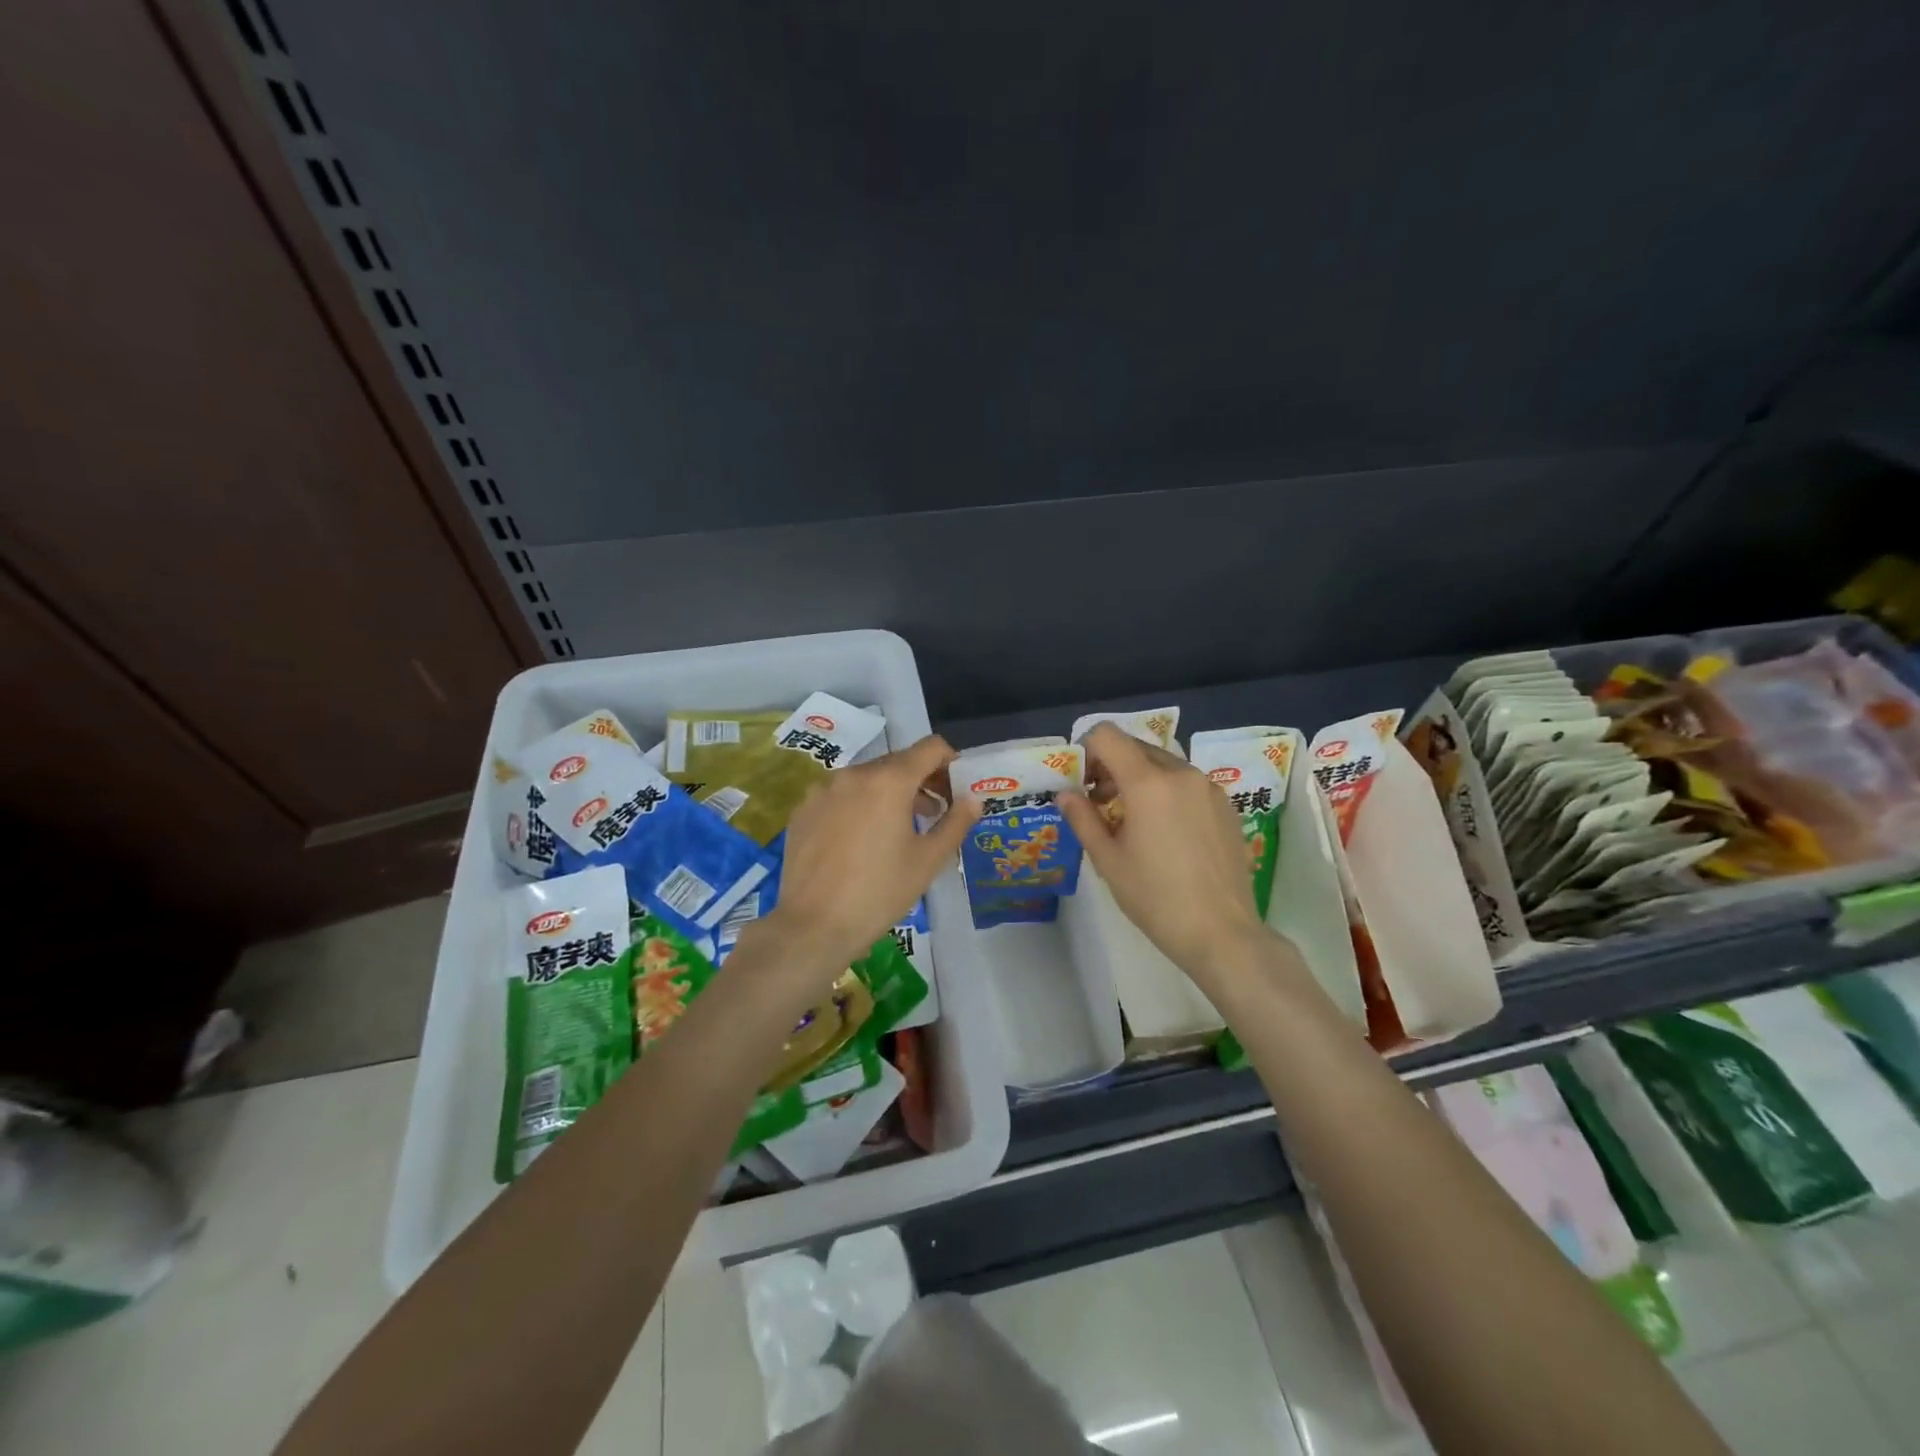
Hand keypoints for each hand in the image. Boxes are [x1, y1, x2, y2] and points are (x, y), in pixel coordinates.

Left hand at [754, 734, 980, 975]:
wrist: (813, 926)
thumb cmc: (879, 892)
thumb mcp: (928, 860)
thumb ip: (956, 822)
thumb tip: (974, 798)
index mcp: (889, 781)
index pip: (930, 748)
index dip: (951, 761)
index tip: (957, 788)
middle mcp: (854, 774)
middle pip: (898, 762)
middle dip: (921, 781)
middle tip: (935, 813)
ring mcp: (823, 790)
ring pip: (867, 779)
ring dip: (890, 793)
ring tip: (899, 829)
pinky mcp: (803, 810)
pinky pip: (840, 795)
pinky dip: (859, 806)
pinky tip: (860, 841)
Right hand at [1059, 723, 1266, 981]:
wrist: (1221, 933)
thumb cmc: (1155, 898)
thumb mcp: (1108, 860)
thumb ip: (1082, 818)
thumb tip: (1066, 793)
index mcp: (1148, 782)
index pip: (1107, 736)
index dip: (1086, 750)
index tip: (1081, 782)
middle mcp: (1181, 773)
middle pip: (1135, 747)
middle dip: (1111, 766)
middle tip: (1099, 804)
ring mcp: (1208, 788)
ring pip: (1162, 764)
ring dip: (1139, 779)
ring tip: (1132, 821)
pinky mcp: (1226, 805)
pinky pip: (1186, 783)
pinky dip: (1166, 792)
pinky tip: (1165, 833)